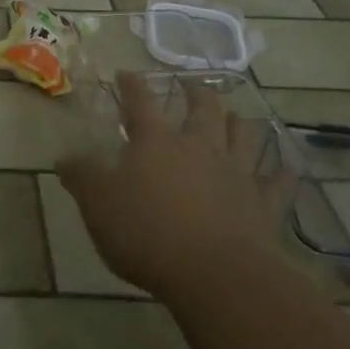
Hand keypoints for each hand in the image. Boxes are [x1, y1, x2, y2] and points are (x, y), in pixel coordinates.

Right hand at [55, 72, 297, 302]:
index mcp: (156, 141)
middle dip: (196, 93)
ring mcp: (237, 174)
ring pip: (243, 137)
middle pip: (203, 109)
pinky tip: (285, 168)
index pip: (140, 102)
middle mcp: (199, 147)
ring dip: (239, 123)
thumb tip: (64, 157)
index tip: (125, 73)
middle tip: (192, 85)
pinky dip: (282, 174)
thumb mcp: (98, 204)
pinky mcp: (264, 206)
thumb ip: (81, 177)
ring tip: (236, 116)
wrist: (216, 275)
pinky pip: (278, 183)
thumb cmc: (147, 232)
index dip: (131, 85)